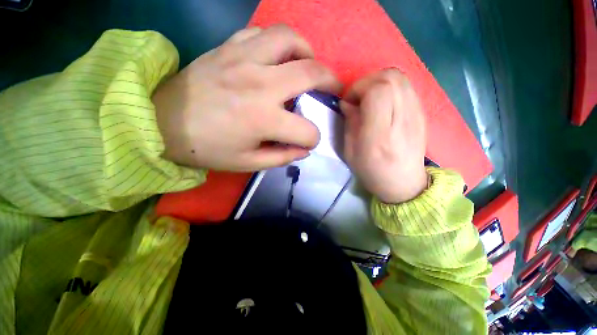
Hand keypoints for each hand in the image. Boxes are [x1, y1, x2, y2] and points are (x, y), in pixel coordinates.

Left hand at [152, 25, 340, 170]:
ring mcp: (244, 58)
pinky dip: (280, 44)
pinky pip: (263, 33)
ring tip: (309, 67)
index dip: (313, 139)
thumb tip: (304, 149)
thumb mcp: (248, 163)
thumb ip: (282, 157)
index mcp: (263, 119)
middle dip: (331, 83)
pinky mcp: (229, 46)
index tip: (308, 141)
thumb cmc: (207, 148)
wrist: (163, 122)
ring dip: (308, 53)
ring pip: (290, 39)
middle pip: (311, 73)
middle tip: (334, 90)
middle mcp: (259, 84)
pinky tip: (279, 58)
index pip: (306, 130)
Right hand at [341, 69, 426, 203]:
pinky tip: (383, 103)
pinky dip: (390, 87)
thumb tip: (347, 103)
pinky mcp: (421, 113)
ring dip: (379, 82)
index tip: (349, 101)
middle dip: (368, 81)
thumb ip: (350, 123)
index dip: (359, 88)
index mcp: (380, 134)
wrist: (404, 183)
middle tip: (358, 98)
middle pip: (390, 78)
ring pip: (400, 78)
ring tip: (369, 99)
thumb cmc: (372, 171)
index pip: (377, 91)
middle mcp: (402, 120)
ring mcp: (416, 114)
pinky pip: (406, 87)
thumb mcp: (351, 152)